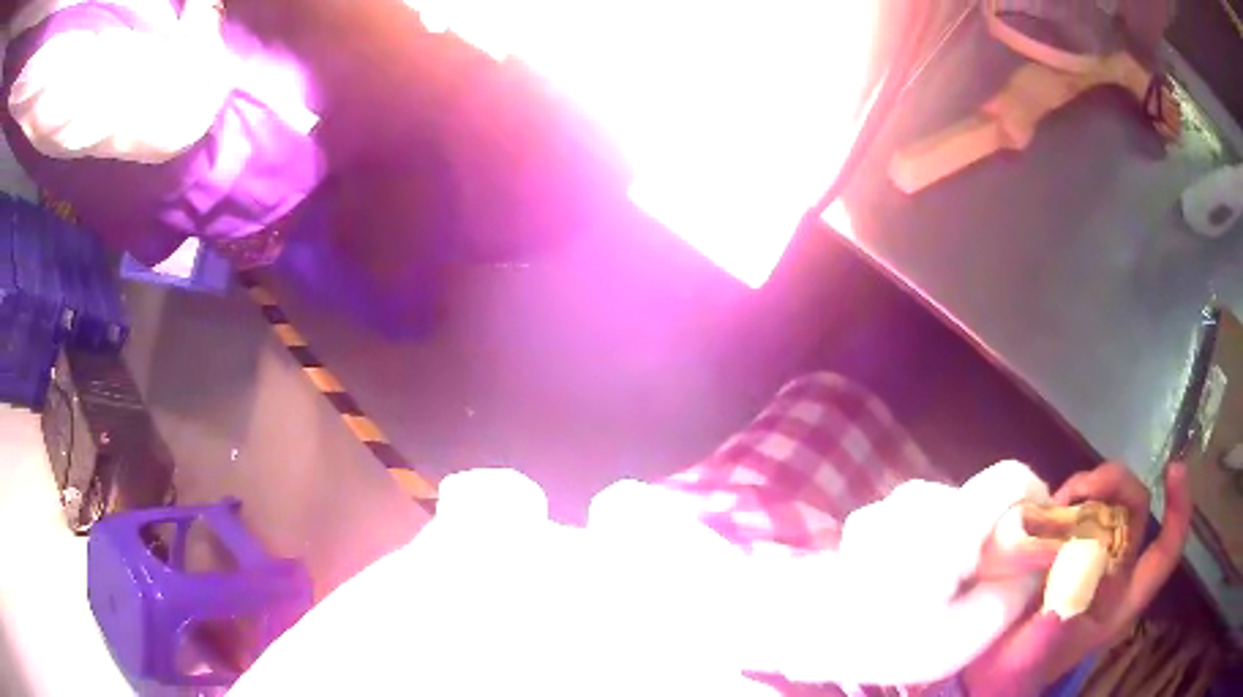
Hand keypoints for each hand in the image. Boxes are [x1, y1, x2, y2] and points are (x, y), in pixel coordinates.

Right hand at [962, 462, 1191, 696]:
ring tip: (1055, 505)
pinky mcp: (1062, 550)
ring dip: (1086, 491)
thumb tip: (1083, 552)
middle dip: (1116, 486)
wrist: (986, 674)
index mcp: (1121, 599)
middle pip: (1135, 510)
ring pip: (1105, 503)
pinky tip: (1043, 512)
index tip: (1173, 470)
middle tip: (1083, 489)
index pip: (1165, 552)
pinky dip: (1063, 503)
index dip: (1178, 510)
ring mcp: (1088, 558)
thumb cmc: (1019, 669)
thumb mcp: (1041, 651)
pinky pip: (1074, 511)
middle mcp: (1112, 571)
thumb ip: (1066, 609)